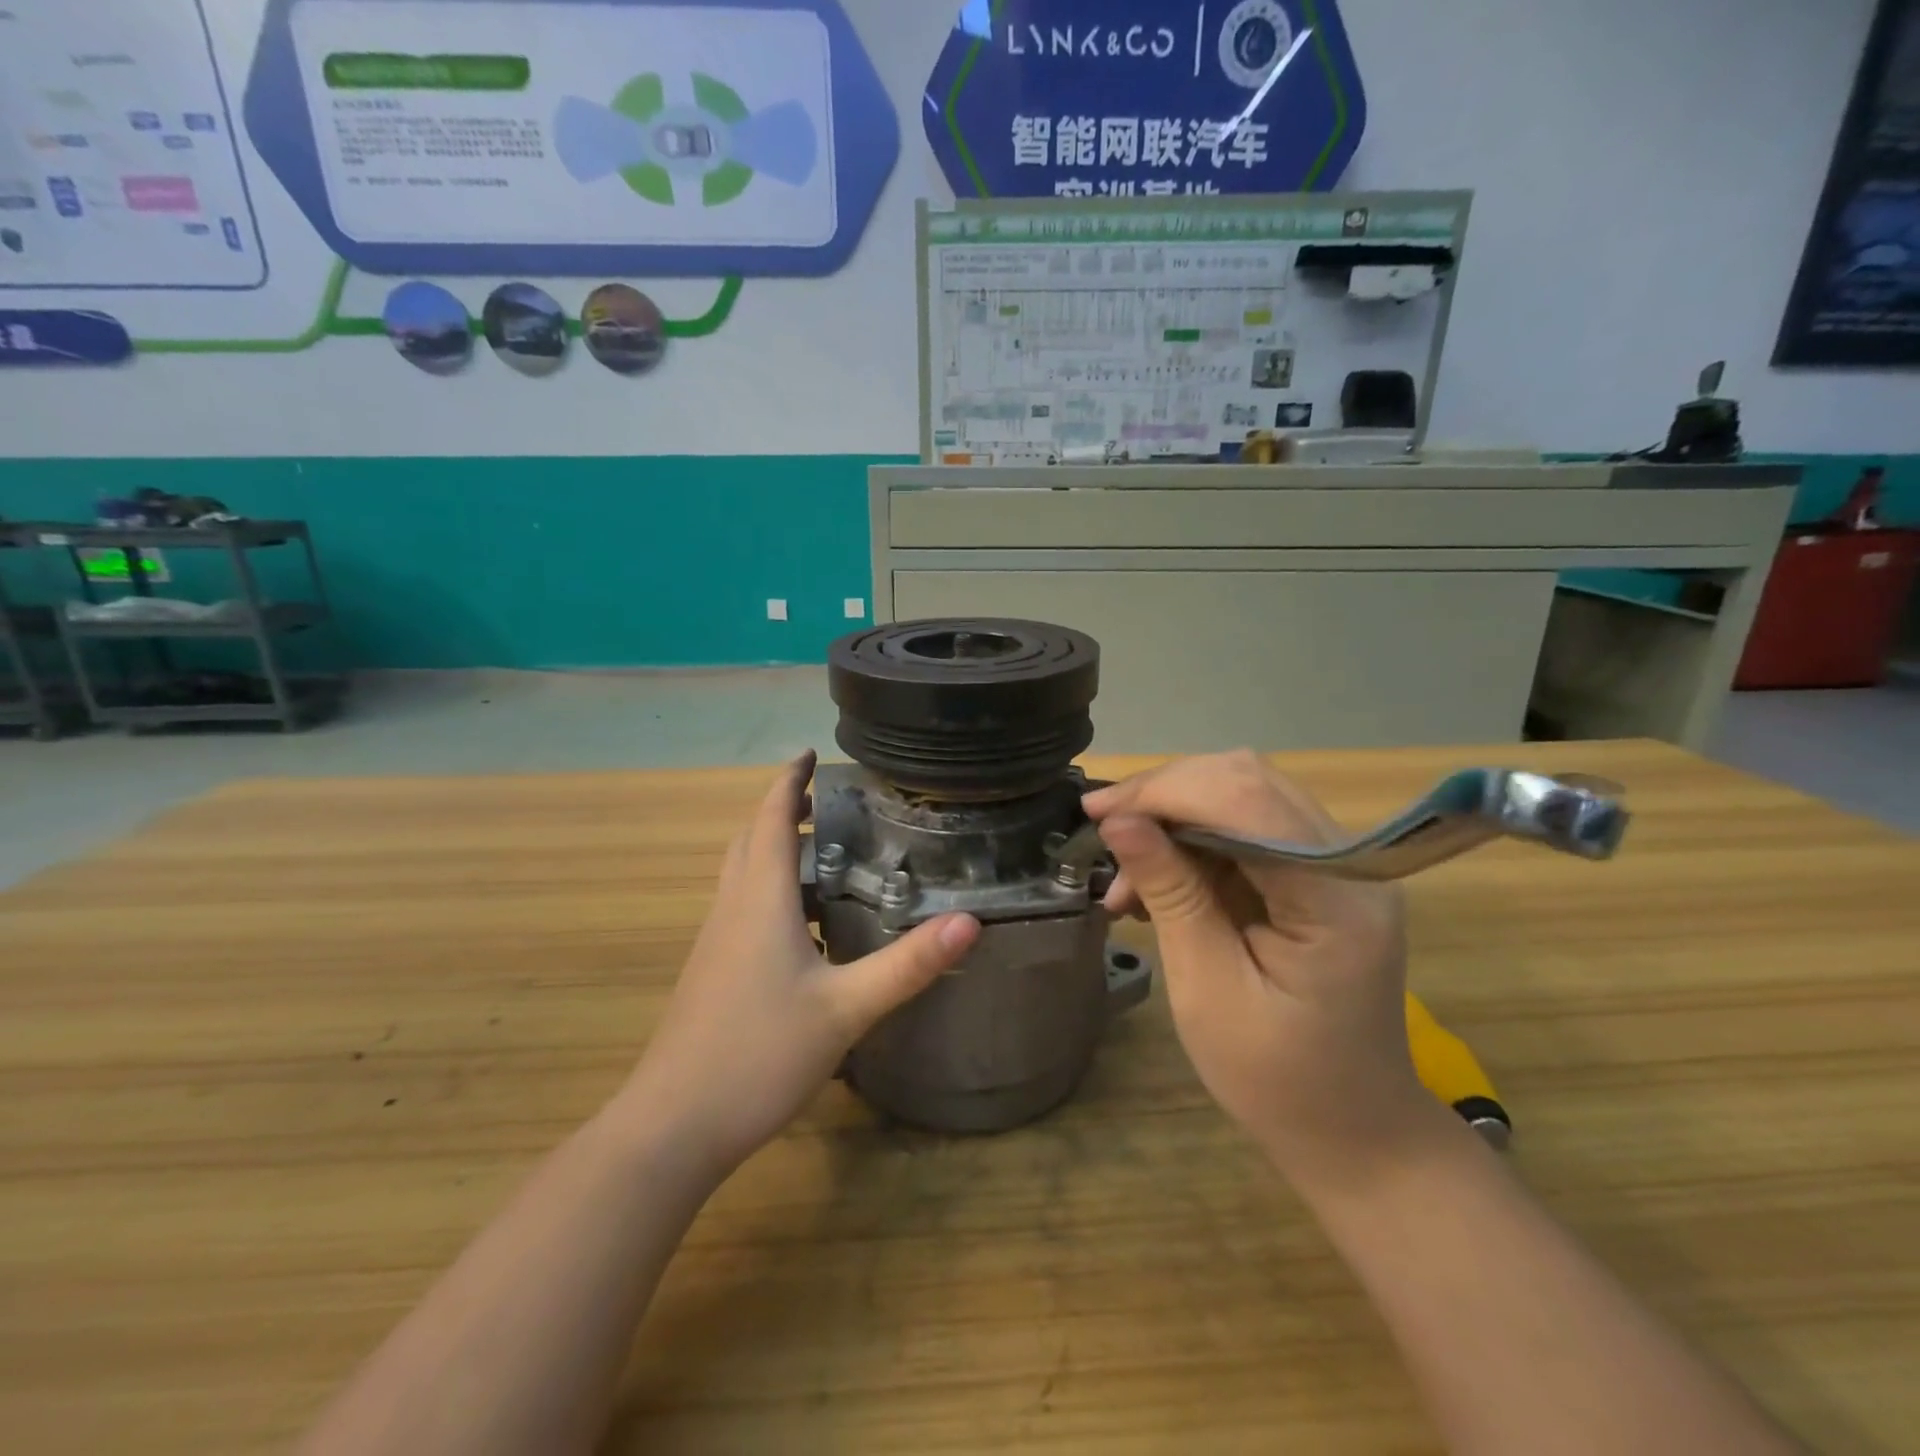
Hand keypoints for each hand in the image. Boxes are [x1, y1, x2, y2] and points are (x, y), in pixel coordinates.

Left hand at [626, 753, 979, 1173]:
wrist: (673, 1125)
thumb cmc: (758, 1055)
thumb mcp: (845, 1010)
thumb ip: (907, 965)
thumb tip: (970, 922)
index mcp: (759, 901)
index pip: (771, 819)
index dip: (790, 781)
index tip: (810, 753)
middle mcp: (732, 909)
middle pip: (750, 838)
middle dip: (782, 809)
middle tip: (825, 799)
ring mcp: (715, 942)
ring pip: (741, 872)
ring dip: (772, 846)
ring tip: (820, 848)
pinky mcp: (712, 971)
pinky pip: (740, 905)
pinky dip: (767, 886)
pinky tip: (801, 920)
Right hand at [1084, 751, 1434, 1184]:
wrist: (1353, 1130)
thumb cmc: (1276, 1079)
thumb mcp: (1208, 990)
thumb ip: (1171, 894)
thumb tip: (1118, 821)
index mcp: (1338, 898)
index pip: (1248, 801)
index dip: (1165, 791)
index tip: (1095, 812)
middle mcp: (1351, 861)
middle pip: (1247, 781)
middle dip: (1164, 795)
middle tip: (1101, 829)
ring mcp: (1341, 863)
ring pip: (1243, 794)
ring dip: (1174, 818)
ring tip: (1124, 878)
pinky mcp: (1320, 872)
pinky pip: (1248, 826)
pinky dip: (1193, 841)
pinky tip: (1156, 879)